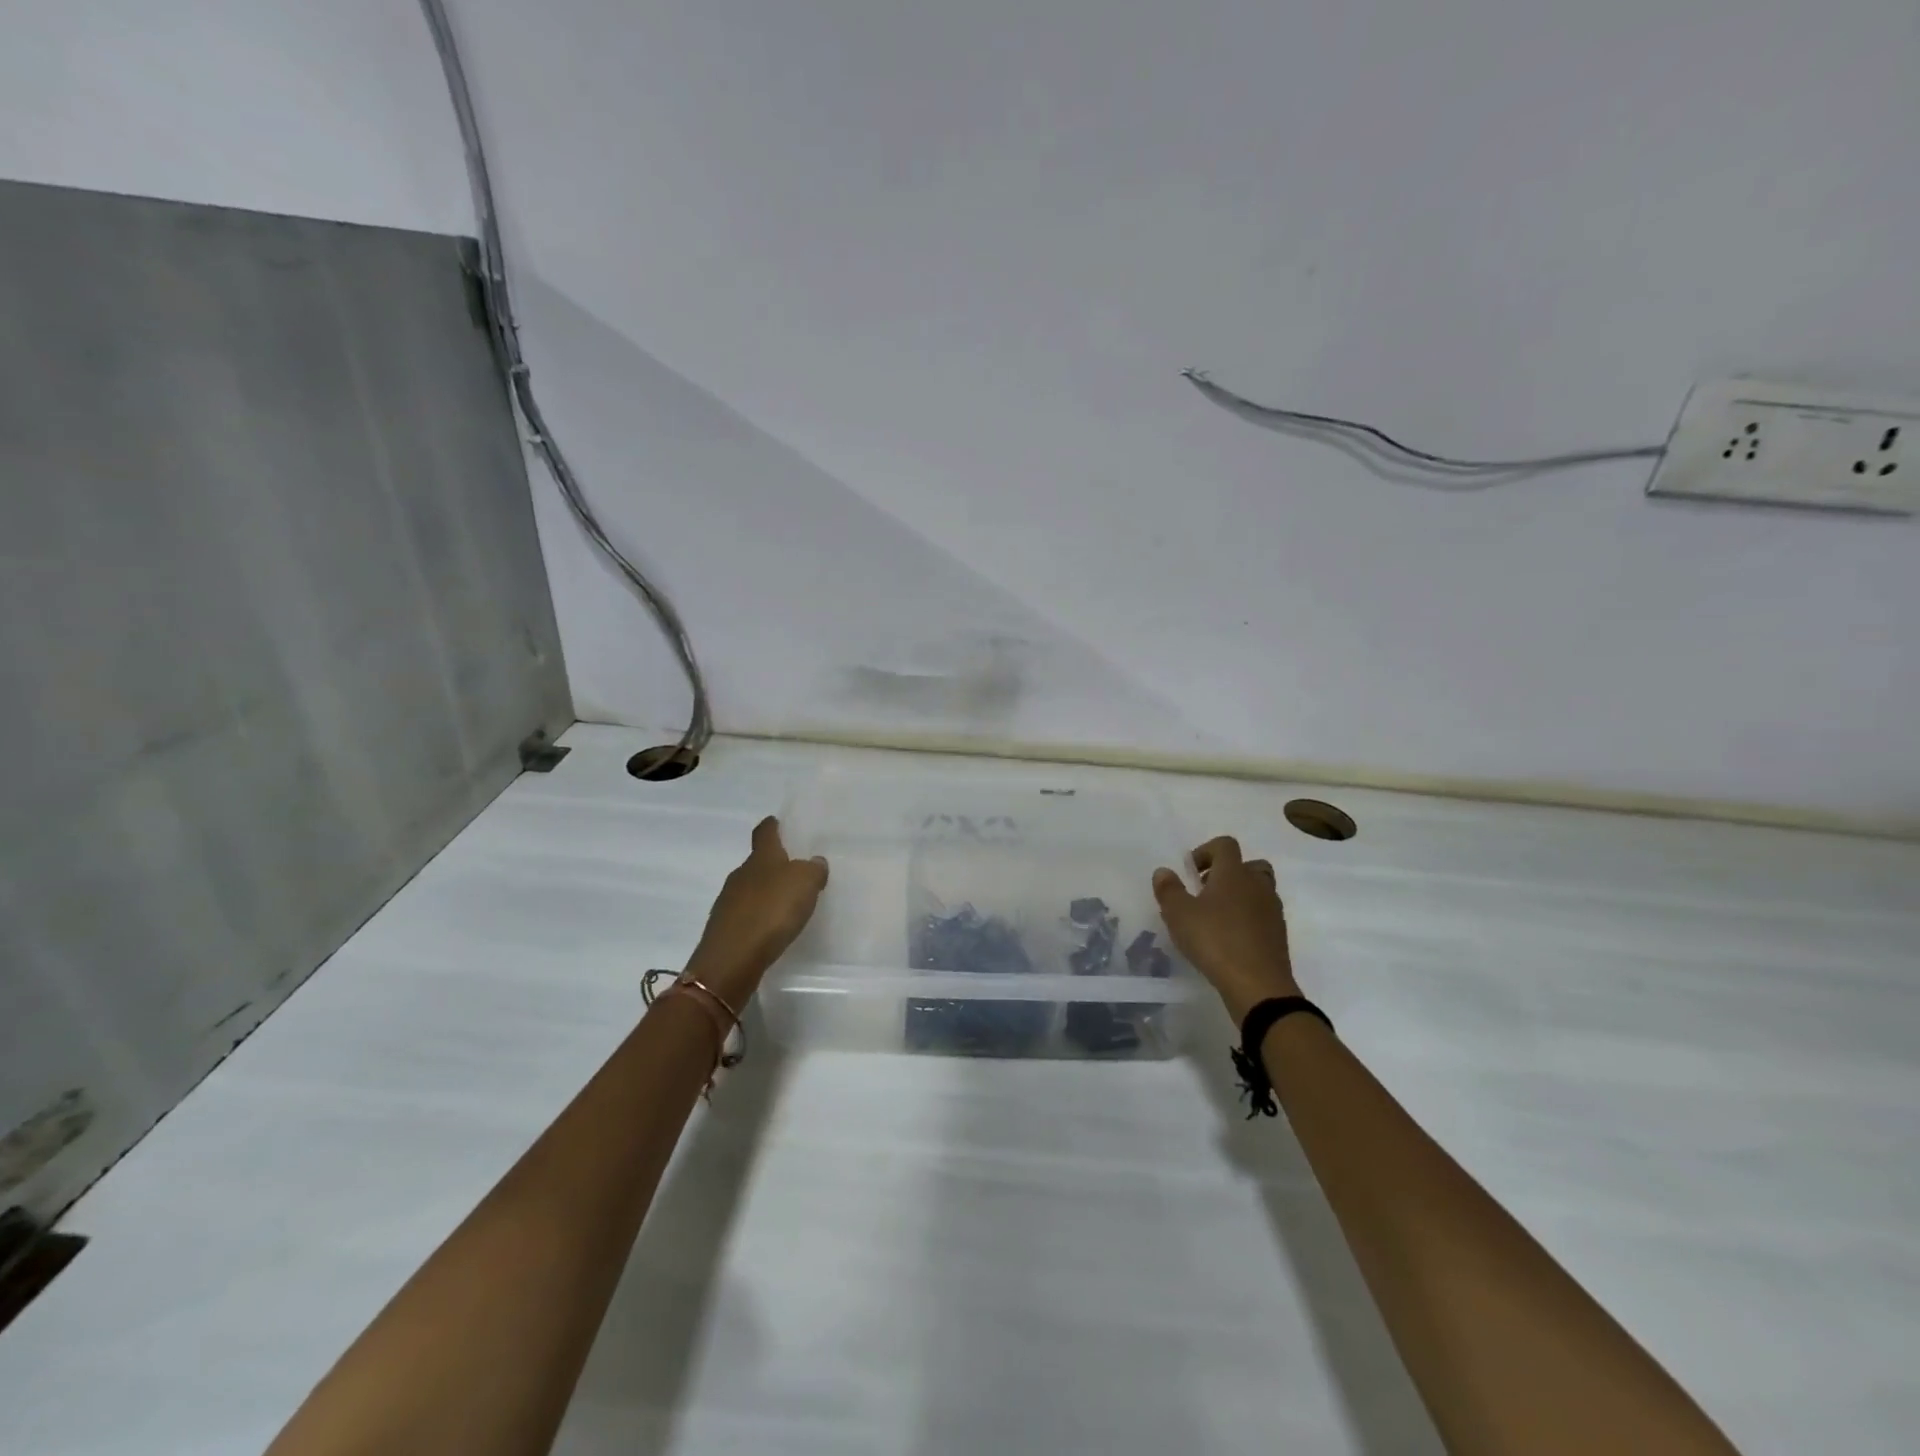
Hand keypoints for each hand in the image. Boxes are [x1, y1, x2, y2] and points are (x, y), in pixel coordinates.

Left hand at [684, 817, 828, 1007]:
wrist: (732, 959)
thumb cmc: (771, 911)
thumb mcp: (805, 883)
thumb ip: (813, 869)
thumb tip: (814, 861)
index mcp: (761, 858)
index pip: (764, 832)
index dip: (772, 826)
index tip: (778, 823)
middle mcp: (741, 875)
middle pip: (757, 862)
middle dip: (773, 864)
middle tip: (795, 871)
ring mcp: (728, 902)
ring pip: (750, 889)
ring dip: (766, 892)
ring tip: (787, 903)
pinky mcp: (725, 929)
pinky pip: (746, 914)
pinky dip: (759, 916)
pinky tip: (771, 928)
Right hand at [1153, 835, 1300, 1022]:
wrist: (1258, 985)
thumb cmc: (1215, 941)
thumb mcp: (1179, 914)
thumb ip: (1169, 889)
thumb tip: (1164, 871)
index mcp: (1234, 873)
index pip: (1225, 845)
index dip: (1206, 851)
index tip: (1190, 872)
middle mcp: (1257, 885)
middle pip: (1248, 864)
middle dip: (1227, 872)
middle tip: (1206, 891)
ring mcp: (1272, 910)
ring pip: (1258, 890)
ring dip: (1239, 895)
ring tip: (1216, 916)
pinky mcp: (1278, 934)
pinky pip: (1263, 914)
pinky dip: (1248, 918)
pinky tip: (1229, 938)